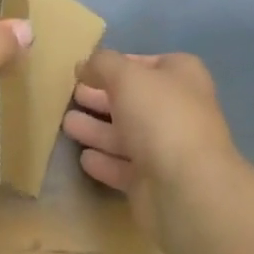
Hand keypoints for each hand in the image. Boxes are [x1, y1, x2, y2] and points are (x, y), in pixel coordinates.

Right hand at [62, 49, 241, 235]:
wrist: (186, 190)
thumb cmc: (160, 116)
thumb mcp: (125, 75)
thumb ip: (102, 64)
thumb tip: (84, 65)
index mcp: (181, 75)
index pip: (145, 63)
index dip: (117, 64)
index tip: (87, 69)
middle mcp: (178, 109)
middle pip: (133, 99)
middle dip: (101, 98)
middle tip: (72, 95)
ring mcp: (168, 149)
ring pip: (126, 134)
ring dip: (97, 129)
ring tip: (66, 124)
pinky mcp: (155, 184)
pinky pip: (124, 167)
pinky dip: (105, 161)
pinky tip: (84, 157)